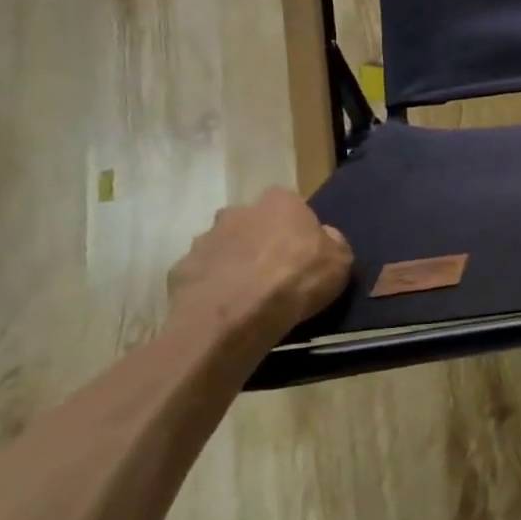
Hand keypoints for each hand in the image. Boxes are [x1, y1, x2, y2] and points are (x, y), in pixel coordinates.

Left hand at [167, 188, 353, 336]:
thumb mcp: (340, 261)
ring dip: (232, 263)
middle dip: (259, 241)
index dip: (296, 228)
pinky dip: (210, 287)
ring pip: (223, 247)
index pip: (290, 205)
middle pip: (251, 222)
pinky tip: (223, 308)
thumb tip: (324, 238)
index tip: (303, 252)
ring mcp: (204, 239)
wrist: (236, 317)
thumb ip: (332, 242)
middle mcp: (238, 211)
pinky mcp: (180, 270)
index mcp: (279, 202)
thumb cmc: (297, 279)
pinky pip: (201, 275)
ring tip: (245, 295)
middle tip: (272, 272)